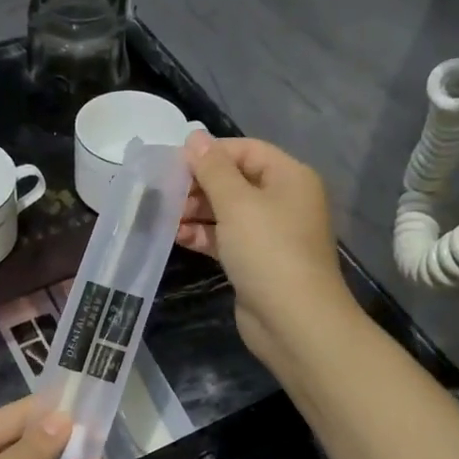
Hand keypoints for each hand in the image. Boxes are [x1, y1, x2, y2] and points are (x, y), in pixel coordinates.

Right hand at [179, 132, 355, 371]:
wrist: (294, 321)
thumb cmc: (268, 250)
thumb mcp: (237, 203)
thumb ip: (212, 168)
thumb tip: (194, 136)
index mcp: (289, 177)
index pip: (245, 150)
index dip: (210, 153)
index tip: (173, 164)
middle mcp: (283, 200)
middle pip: (235, 180)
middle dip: (199, 185)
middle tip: (164, 193)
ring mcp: (271, 233)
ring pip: (227, 211)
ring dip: (196, 212)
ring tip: (164, 216)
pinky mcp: (256, 261)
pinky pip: (226, 238)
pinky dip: (203, 235)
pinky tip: (177, 236)